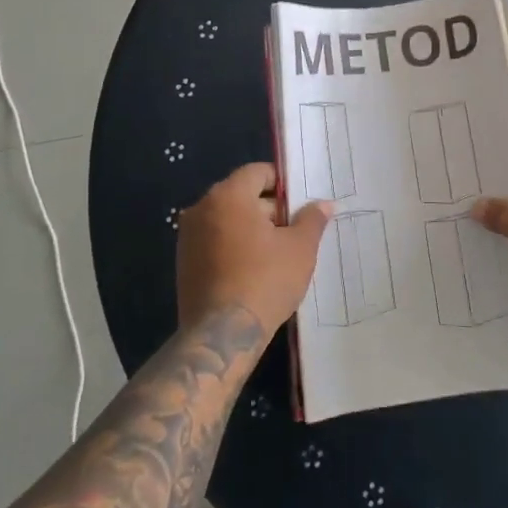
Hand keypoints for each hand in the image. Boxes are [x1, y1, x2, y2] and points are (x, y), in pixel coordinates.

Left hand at [177, 162, 331, 332]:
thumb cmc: (264, 281)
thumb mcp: (300, 248)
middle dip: (269, 209)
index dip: (282, 184)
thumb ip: (312, 219)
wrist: (222, 336)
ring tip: (276, 254)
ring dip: (251, 229)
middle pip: (242, 195)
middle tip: (293, 232)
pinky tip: (254, 270)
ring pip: (228, 219)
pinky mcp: (183, 262)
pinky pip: (214, 241)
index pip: (257, 172)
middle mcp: (201, 208)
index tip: (299, 205)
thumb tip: (324, 204)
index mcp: (228, 195)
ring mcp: (188, 236)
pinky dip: (234, 246)